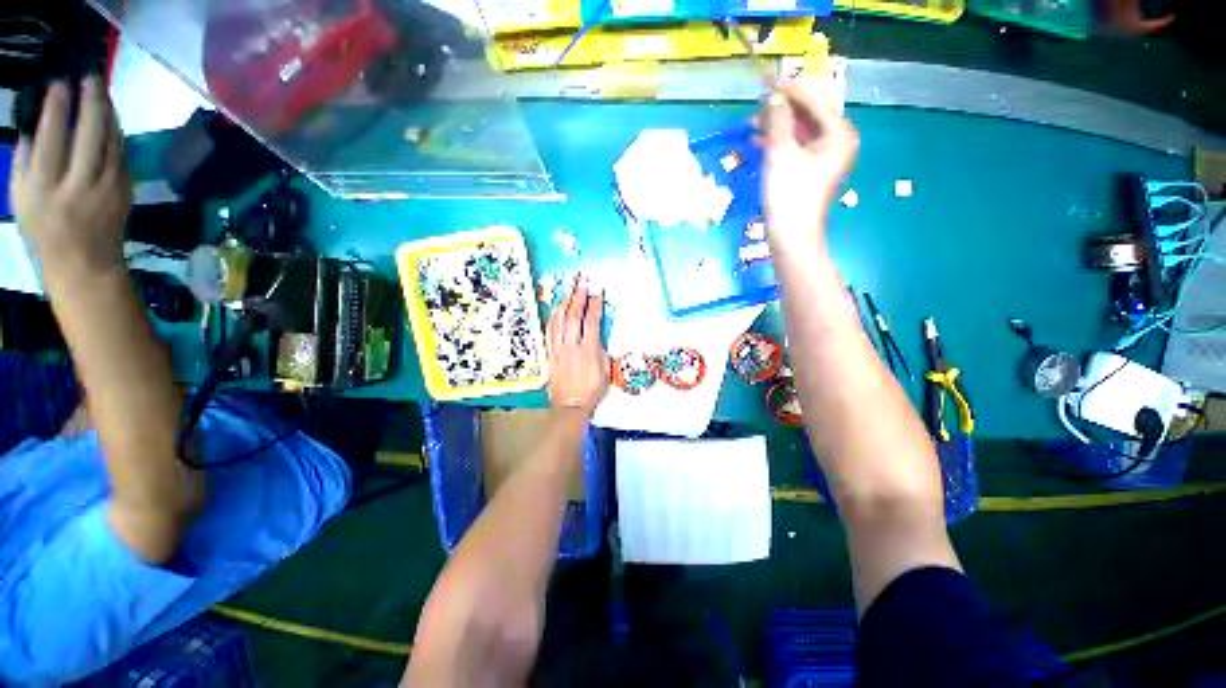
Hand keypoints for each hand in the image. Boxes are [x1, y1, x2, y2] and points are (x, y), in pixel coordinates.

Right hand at [10, 77, 131, 273]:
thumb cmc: (45, 229)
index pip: (53, 138)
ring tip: (101, 91)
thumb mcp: (21, 198)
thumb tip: (33, 124)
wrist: (86, 262)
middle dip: (91, 101)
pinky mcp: (126, 191)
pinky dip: (115, 132)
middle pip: (89, 134)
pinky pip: (121, 154)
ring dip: (107, 112)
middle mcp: (79, 185)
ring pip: (111, 141)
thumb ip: (24, 161)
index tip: (60, 82)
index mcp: (46, 188)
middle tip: (90, 77)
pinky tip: (110, 118)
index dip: (58, 107)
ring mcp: (107, 188)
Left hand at [546, 276, 609, 416]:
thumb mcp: (606, 372)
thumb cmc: (592, 391)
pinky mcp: (550, 353)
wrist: (570, 405)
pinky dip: (553, 318)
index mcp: (589, 350)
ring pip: (560, 321)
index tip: (596, 292)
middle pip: (574, 316)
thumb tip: (599, 339)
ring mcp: (559, 348)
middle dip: (578, 297)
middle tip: (581, 283)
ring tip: (569, 290)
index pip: (592, 321)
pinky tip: (556, 309)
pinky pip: (550, 331)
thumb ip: (603, 352)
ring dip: (565, 303)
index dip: (594, 304)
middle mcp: (572, 346)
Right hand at [761, 82, 858, 244]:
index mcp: (839, 134)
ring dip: (778, 126)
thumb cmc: (789, 195)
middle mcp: (838, 141)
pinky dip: (780, 143)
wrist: (791, 236)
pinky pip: (797, 147)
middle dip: (783, 108)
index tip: (768, 81)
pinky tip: (760, 141)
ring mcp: (826, 157)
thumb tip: (772, 97)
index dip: (791, 90)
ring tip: (754, 123)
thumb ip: (777, 121)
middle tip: (759, 103)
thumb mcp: (781, 154)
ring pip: (801, 131)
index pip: (815, 100)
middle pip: (810, 114)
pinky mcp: (812, 171)